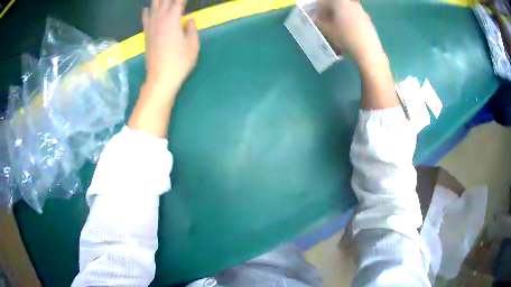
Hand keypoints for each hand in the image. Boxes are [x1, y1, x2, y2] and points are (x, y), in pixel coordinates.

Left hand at [142, 0, 199, 95]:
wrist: (160, 78)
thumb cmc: (180, 62)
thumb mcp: (193, 45)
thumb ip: (192, 28)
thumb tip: (189, 19)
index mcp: (172, 19)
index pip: (178, 2)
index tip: (185, 0)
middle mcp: (159, 19)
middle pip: (163, 1)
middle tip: (175, 1)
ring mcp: (150, 27)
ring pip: (153, 7)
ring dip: (158, 2)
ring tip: (162, 1)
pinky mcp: (146, 34)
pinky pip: (145, 18)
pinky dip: (147, 11)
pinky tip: (147, 8)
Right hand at [314, 0, 385, 65]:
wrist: (368, 50)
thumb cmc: (345, 37)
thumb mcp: (327, 30)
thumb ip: (318, 21)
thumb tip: (313, 17)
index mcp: (339, 2)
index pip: (323, 2)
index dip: (317, 10)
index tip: (315, 19)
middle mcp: (351, 3)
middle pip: (336, 5)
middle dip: (329, 12)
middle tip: (325, 23)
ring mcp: (361, 11)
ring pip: (345, 10)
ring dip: (339, 16)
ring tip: (336, 28)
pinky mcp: (367, 20)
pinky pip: (354, 16)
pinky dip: (348, 21)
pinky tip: (347, 32)